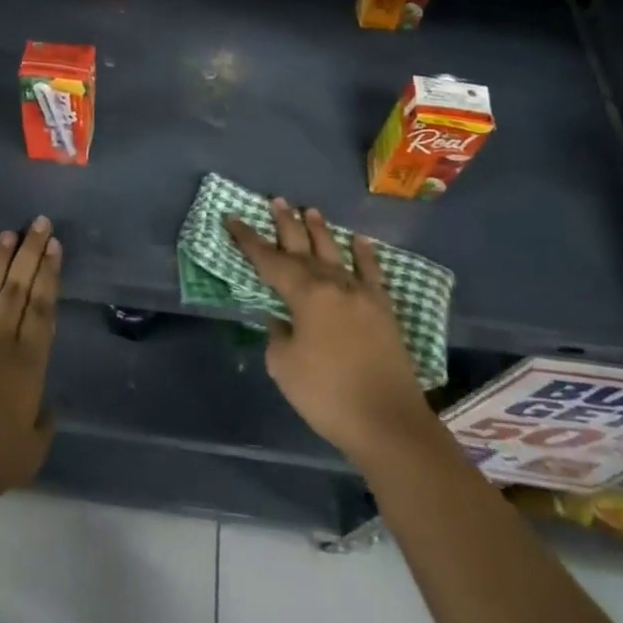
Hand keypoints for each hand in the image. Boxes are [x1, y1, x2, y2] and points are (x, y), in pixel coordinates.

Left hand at [0, 216, 60, 507]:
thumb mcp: (31, 452)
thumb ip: (43, 424)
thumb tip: (47, 406)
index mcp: (28, 363)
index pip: (43, 308)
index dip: (50, 274)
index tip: (55, 246)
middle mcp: (1, 340)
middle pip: (18, 288)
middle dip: (31, 253)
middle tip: (40, 223)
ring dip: (0, 259)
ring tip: (10, 233)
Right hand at [228, 199, 433, 464]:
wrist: (389, 423)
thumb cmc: (327, 394)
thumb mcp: (284, 366)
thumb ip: (278, 334)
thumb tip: (282, 319)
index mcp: (305, 295)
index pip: (270, 260)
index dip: (249, 240)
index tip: (234, 219)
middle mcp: (333, 285)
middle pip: (304, 247)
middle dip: (287, 224)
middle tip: (276, 200)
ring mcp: (362, 295)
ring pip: (336, 253)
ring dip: (321, 231)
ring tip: (310, 210)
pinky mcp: (384, 311)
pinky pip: (373, 273)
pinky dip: (366, 255)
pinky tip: (360, 240)